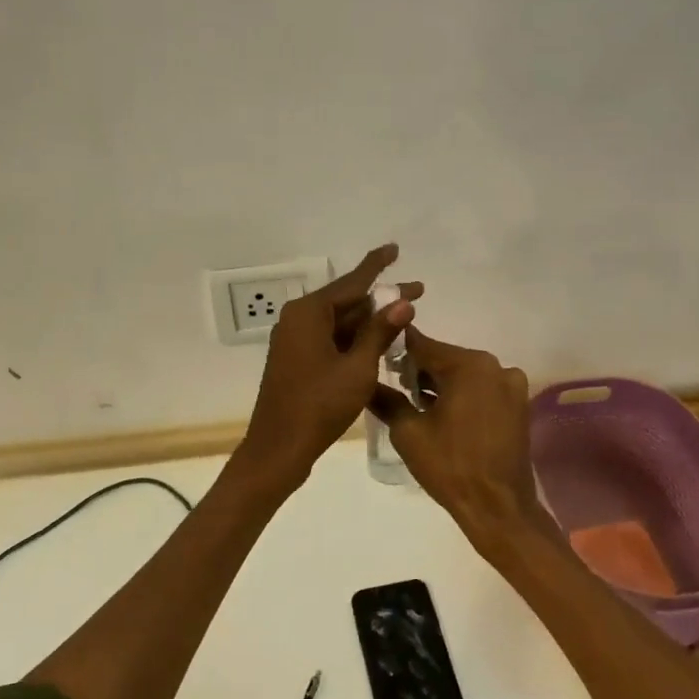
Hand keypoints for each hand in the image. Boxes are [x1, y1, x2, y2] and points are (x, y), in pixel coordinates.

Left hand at [236, 245, 419, 491]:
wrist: (278, 449)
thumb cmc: (319, 406)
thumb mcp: (358, 368)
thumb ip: (380, 332)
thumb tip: (403, 302)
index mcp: (309, 313)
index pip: (352, 281)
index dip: (377, 265)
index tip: (395, 248)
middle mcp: (298, 320)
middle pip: (347, 301)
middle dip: (382, 298)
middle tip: (419, 291)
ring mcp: (295, 341)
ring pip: (340, 322)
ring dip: (370, 321)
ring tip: (405, 319)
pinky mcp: (297, 360)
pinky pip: (331, 339)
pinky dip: (355, 339)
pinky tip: (379, 344)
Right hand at [368, 328, 544, 555]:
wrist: (499, 507)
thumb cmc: (450, 466)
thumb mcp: (408, 432)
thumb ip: (386, 400)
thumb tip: (366, 383)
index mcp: (469, 365)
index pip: (423, 345)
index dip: (398, 349)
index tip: (378, 354)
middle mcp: (495, 366)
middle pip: (446, 358)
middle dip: (420, 369)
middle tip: (395, 386)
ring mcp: (511, 385)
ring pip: (465, 374)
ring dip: (442, 384)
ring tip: (417, 404)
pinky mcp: (518, 405)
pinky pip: (482, 389)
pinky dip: (463, 395)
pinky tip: (444, 415)